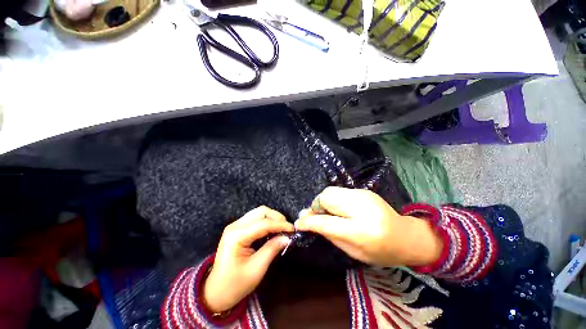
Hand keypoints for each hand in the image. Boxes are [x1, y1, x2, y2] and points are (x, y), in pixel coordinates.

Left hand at [203, 206, 292, 312]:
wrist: (215, 292)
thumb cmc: (235, 284)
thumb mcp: (257, 269)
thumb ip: (272, 249)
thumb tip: (287, 237)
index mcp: (237, 236)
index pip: (264, 223)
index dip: (280, 225)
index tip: (293, 229)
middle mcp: (235, 226)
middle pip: (261, 212)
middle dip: (276, 217)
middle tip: (287, 228)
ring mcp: (235, 226)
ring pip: (258, 212)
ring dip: (272, 218)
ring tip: (281, 229)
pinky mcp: (237, 228)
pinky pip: (255, 218)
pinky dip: (266, 221)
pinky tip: (271, 230)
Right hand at [295, 187, 442, 266]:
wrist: (406, 236)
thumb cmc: (380, 251)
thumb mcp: (353, 251)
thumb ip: (329, 234)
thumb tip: (308, 221)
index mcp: (361, 230)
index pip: (326, 222)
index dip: (309, 222)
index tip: (298, 223)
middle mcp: (361, 207)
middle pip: (326, 197)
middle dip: (316, 206)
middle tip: (315, 216)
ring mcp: (363, 195)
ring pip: (331, 191)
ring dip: (323, 201)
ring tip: (326, 212)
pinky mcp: (363, 190)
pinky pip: (339, 191)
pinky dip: (333, 199)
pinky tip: (338, 208)